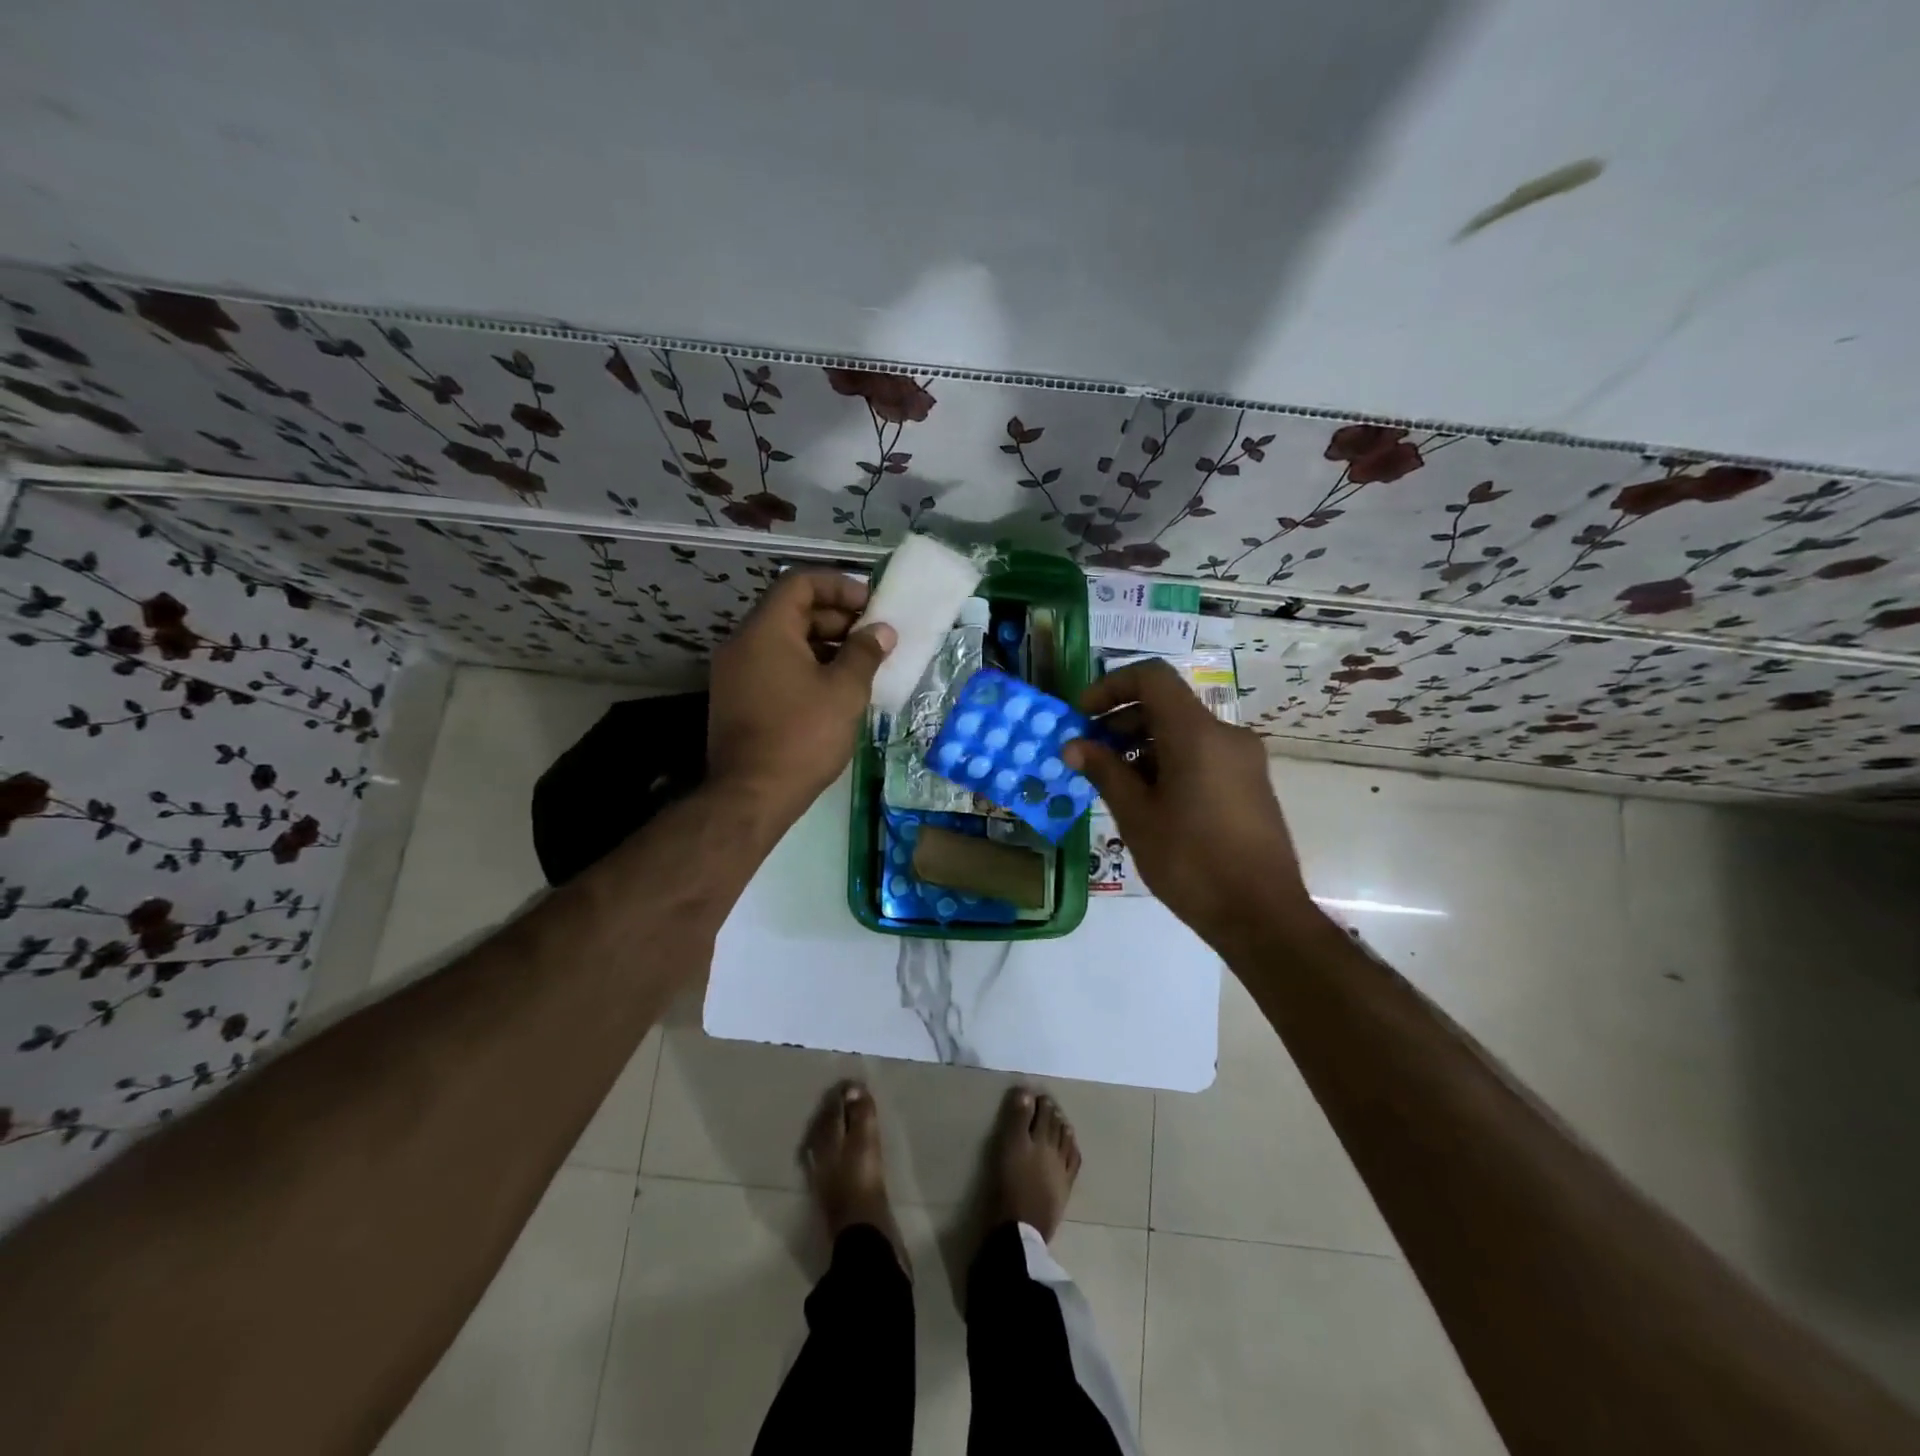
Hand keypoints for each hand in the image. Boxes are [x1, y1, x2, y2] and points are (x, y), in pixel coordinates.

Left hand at [708, 570, 894, 823]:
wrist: (751, 795)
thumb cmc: (802, 736)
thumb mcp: (844, 691)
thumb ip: (864, 653)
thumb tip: (881, 631)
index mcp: (766, 631)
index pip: (800, 583)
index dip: (839, 585)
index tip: (870, 605)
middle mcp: (743, 643)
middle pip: (791, 611)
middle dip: (835, 618)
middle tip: (872, 637)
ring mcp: (735, 673)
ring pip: (783, 641)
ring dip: (823, 645)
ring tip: (860, 664)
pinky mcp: (737, 700)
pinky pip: (774, 666)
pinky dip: (805, 667)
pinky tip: (834, 690)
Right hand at [1064, 659, 1320, 950]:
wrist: (1262, 915)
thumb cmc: (1191, 862)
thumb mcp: (1137, 816)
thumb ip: (1104, 771)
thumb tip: (1073, 745)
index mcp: (1197, 734)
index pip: (1151, 678)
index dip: (1111, 687)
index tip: (1083, 716)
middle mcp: (1226, 735)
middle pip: (1166, 705)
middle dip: (1121, 721)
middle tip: (1089, 755)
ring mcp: (1243, 759)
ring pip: (1183, 732)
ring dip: (1142, 745)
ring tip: (1114, 784)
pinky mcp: (1250, 782)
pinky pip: (1202, 754)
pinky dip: (1168, 762)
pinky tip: (1148, 800)